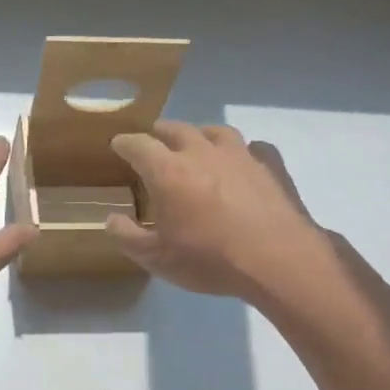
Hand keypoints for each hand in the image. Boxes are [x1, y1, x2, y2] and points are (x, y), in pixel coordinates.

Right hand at [105, 122, 335, 301]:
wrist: (277, 260)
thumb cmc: (209, 259)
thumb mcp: (156, 258)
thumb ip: (128, 237)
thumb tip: (112, 219)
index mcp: (168, 172)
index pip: (139, 145)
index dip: (125, 143)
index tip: (118, 144)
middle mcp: (202, 153)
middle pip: (176, 129)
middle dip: (160, 133)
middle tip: (154, 139)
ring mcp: (241, 155)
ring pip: (215, 131)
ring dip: (200, 134)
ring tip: (196, 143)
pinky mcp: (271, 166)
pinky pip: (254, 148)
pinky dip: (243, 152)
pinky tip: (244, 162)